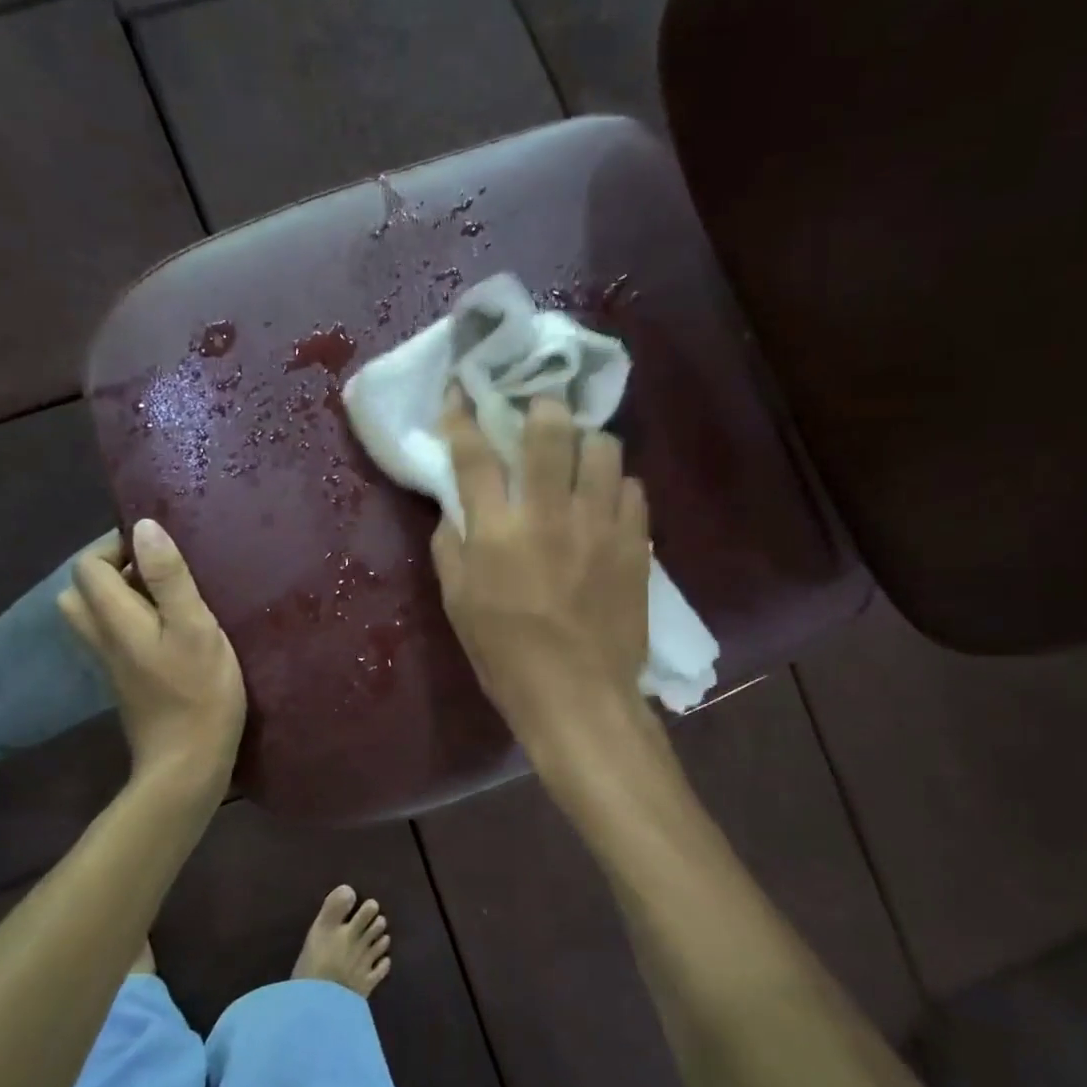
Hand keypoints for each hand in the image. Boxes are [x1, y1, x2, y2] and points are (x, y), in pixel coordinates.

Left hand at [58, 519, 245, 794]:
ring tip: (166, 595)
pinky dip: (133, 619)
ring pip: (96, 615)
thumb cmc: (198, 693)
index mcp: (115, 619)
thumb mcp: (194, 627)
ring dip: (123, 595)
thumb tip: (145, 527)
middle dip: (113, 569)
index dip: (115, 546)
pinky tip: (172, 627)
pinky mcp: (126, 681)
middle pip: (81, 591)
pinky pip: (115, 635)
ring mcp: (112, 663)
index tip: (157, 548)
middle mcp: (102, 638)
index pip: (88, 566)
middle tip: (157, 570)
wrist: (187, 764)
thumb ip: (169, 578)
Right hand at [432, 392, 651, 742]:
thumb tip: (457, 509)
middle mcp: (550, 514)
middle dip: (541, 407)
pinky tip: (607, 502)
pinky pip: (633, 489)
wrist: (578, 696)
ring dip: (587, 443)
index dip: (463, 416)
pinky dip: (617, 486)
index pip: (474, 455)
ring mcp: (599, 525)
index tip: (460, 390)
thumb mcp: (459, 604)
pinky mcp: (635, 543)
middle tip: (539, 412)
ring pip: (603, 449)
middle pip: (549, 432)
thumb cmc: (506, 655)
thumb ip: (452, 547)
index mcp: (498, 531)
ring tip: (581, 457)